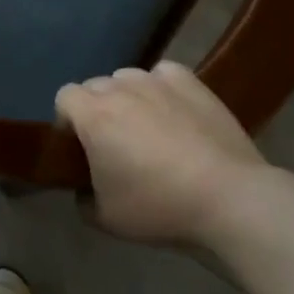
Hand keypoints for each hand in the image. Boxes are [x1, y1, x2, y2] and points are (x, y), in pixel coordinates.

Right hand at [55, 61, 265, 246]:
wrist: (229, 198)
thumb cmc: (159, 207)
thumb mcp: (106, 219)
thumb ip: (83, 199)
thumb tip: (84, 189)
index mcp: (94, 115)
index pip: (64, 97)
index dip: (67, 121)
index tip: (79, 148)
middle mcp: (120, 88)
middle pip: (95, 86)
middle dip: (97, 109)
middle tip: (114, 143)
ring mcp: (157, 80)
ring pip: (127, 78)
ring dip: (127, 97)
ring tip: (146, 127)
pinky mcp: (190, 82)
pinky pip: (162, 74)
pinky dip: (161, 88)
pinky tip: (173, 111)